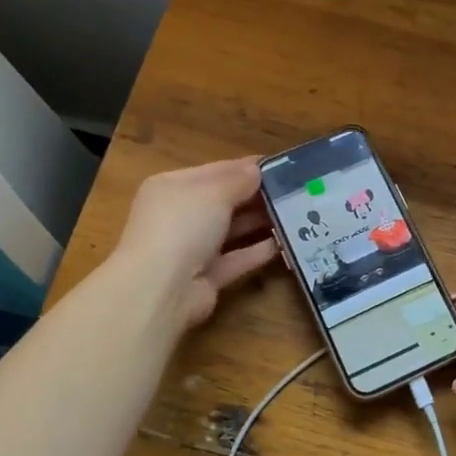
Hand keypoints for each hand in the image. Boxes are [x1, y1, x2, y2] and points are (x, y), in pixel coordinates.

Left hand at [111, 157, 277, 328]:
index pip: (214, 171)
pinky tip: (284, 242)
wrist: (160, 289)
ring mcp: (190, 249)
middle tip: (294, 190)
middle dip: (256, 195)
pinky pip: (235, 259)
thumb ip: (239, 179)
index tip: (281, 166)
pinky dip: (257, 251)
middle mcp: (178, 216)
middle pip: (223, 201)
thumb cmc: (182, 226)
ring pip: (230, 230)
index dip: (246, 168)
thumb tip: (257, 170)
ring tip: (294, 213)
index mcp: (171, 187)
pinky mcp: (205, 278)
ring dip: (259, 222)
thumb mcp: (213, 192)